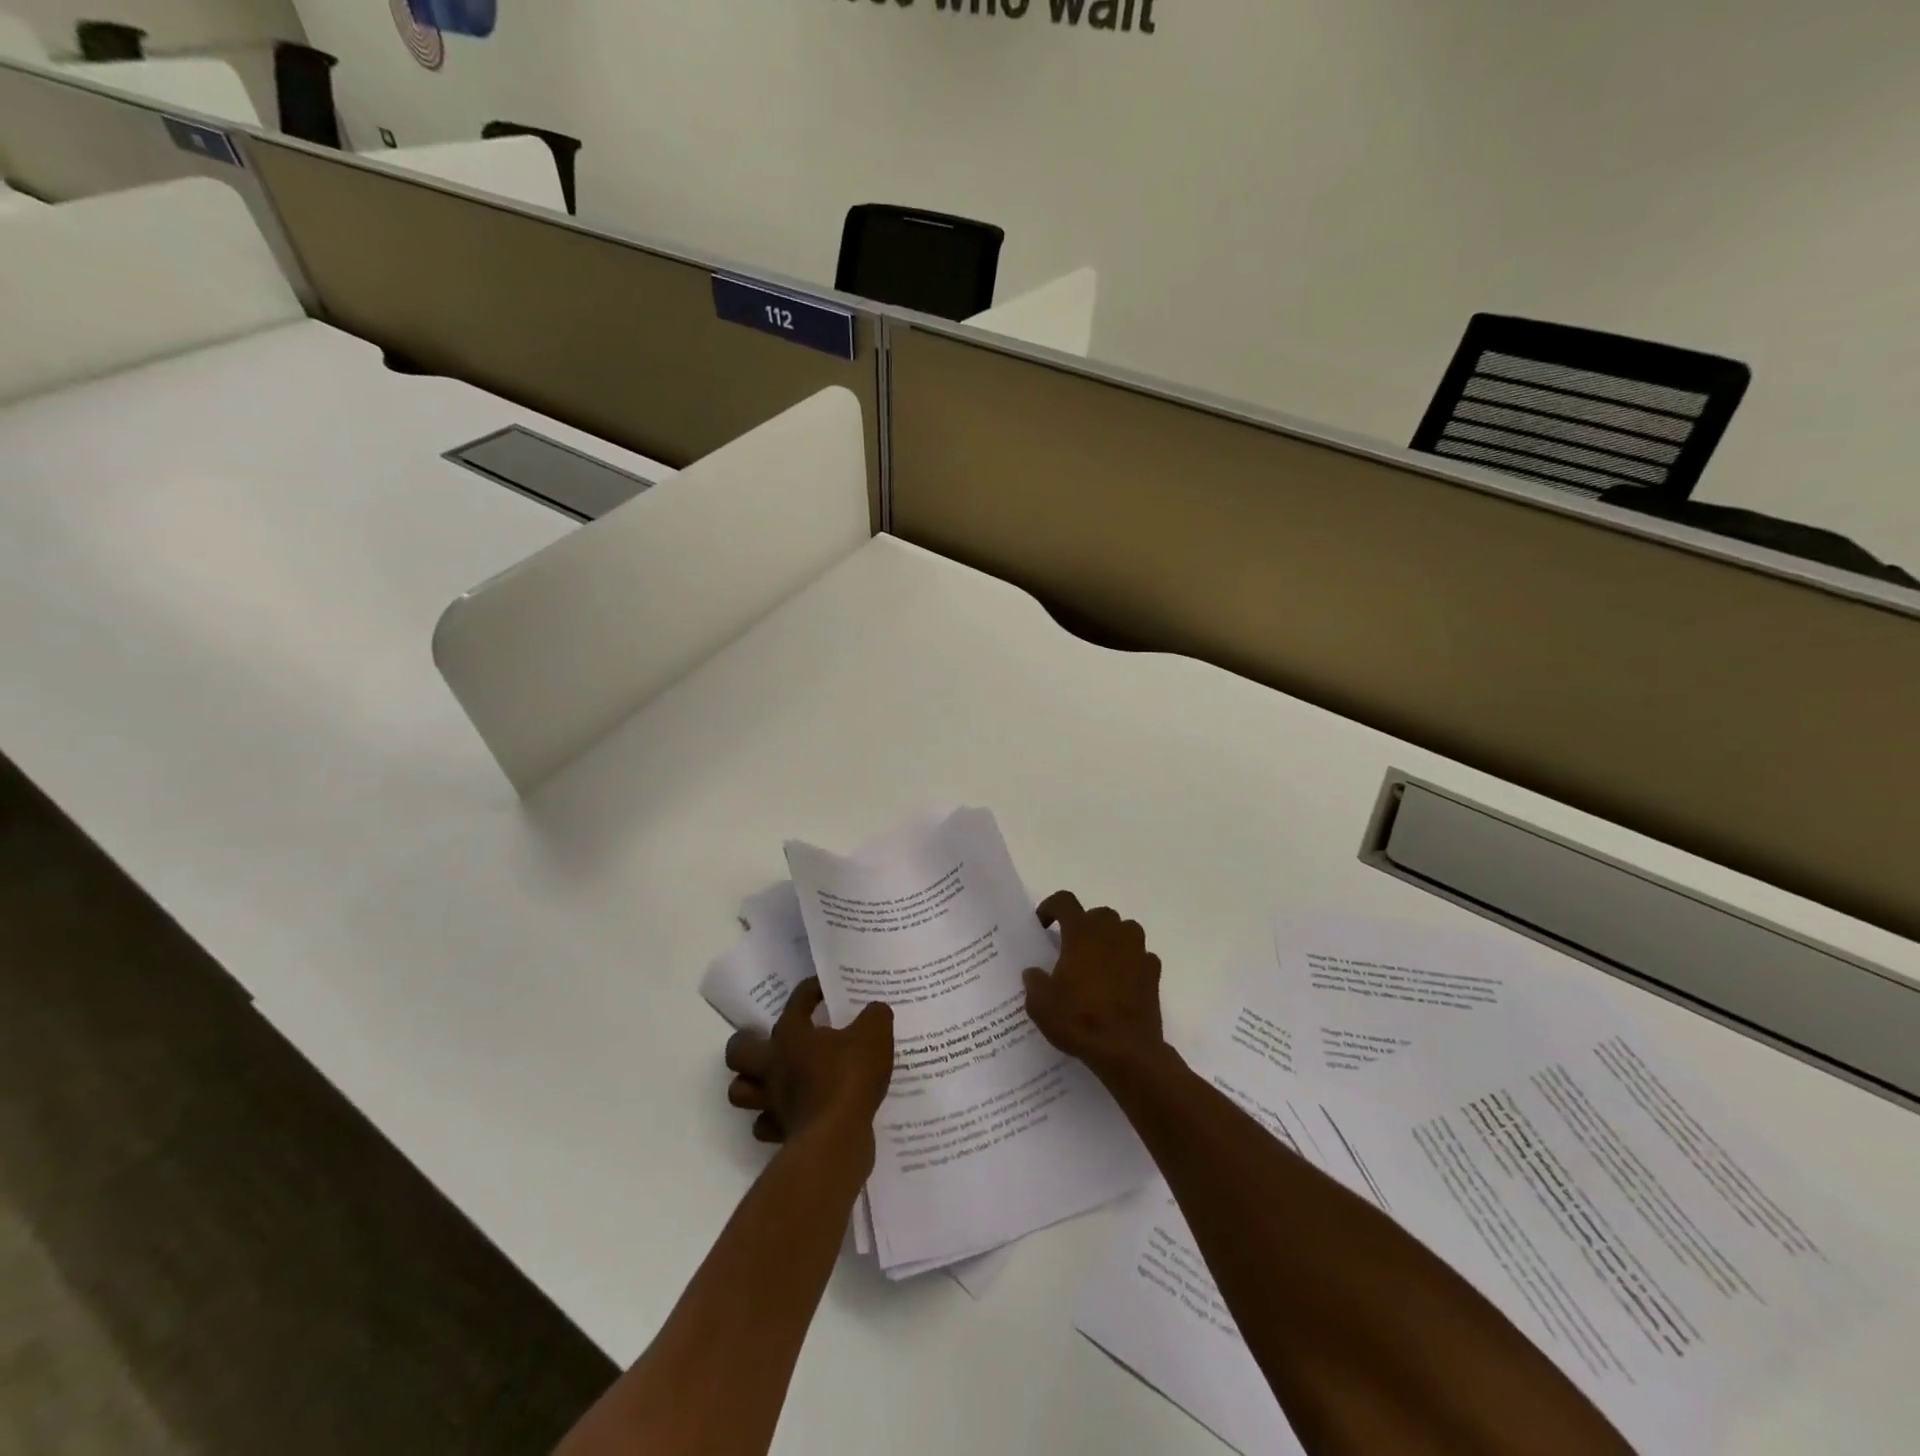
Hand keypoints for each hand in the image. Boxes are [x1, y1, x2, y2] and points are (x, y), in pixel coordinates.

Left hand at [723, 979, 894, 1146]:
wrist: (837, 1139)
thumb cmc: (849, 1077)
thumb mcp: (874, 1034)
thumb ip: (875, 1016)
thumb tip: (875, 1010)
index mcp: (791, 1035)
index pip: (796, 1001)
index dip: (811, 990)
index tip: (825, 989)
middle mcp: (772, 1066)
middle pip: (738, 1051)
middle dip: (747, 1043)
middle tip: (770, 1042)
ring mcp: (771, 1102)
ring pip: (741, 1091)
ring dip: (752, 1084)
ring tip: (772, 1079)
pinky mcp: (780, 1133)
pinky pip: (765, 1125)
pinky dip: (773, 1120)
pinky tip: (792, 1113)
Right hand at [1022, 891, 1167, 1077]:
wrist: (1126, 1051)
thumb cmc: (1079, 1020)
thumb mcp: (1040, 1005)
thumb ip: (1034, 982)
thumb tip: (1034, 972)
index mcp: (1081, 932)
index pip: (1064, 901)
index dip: (1050, 907)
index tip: (1043, 925)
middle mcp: (1111, 933)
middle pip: (1098, 914)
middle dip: (1084, 925)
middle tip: (1072, 948)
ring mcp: (1137, 950)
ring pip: (1124, 929)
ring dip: (1111, 939)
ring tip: (1099, 962)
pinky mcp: (1153, 972)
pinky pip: (1141, 956)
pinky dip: (1131, 962)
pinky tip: (1121, 982)